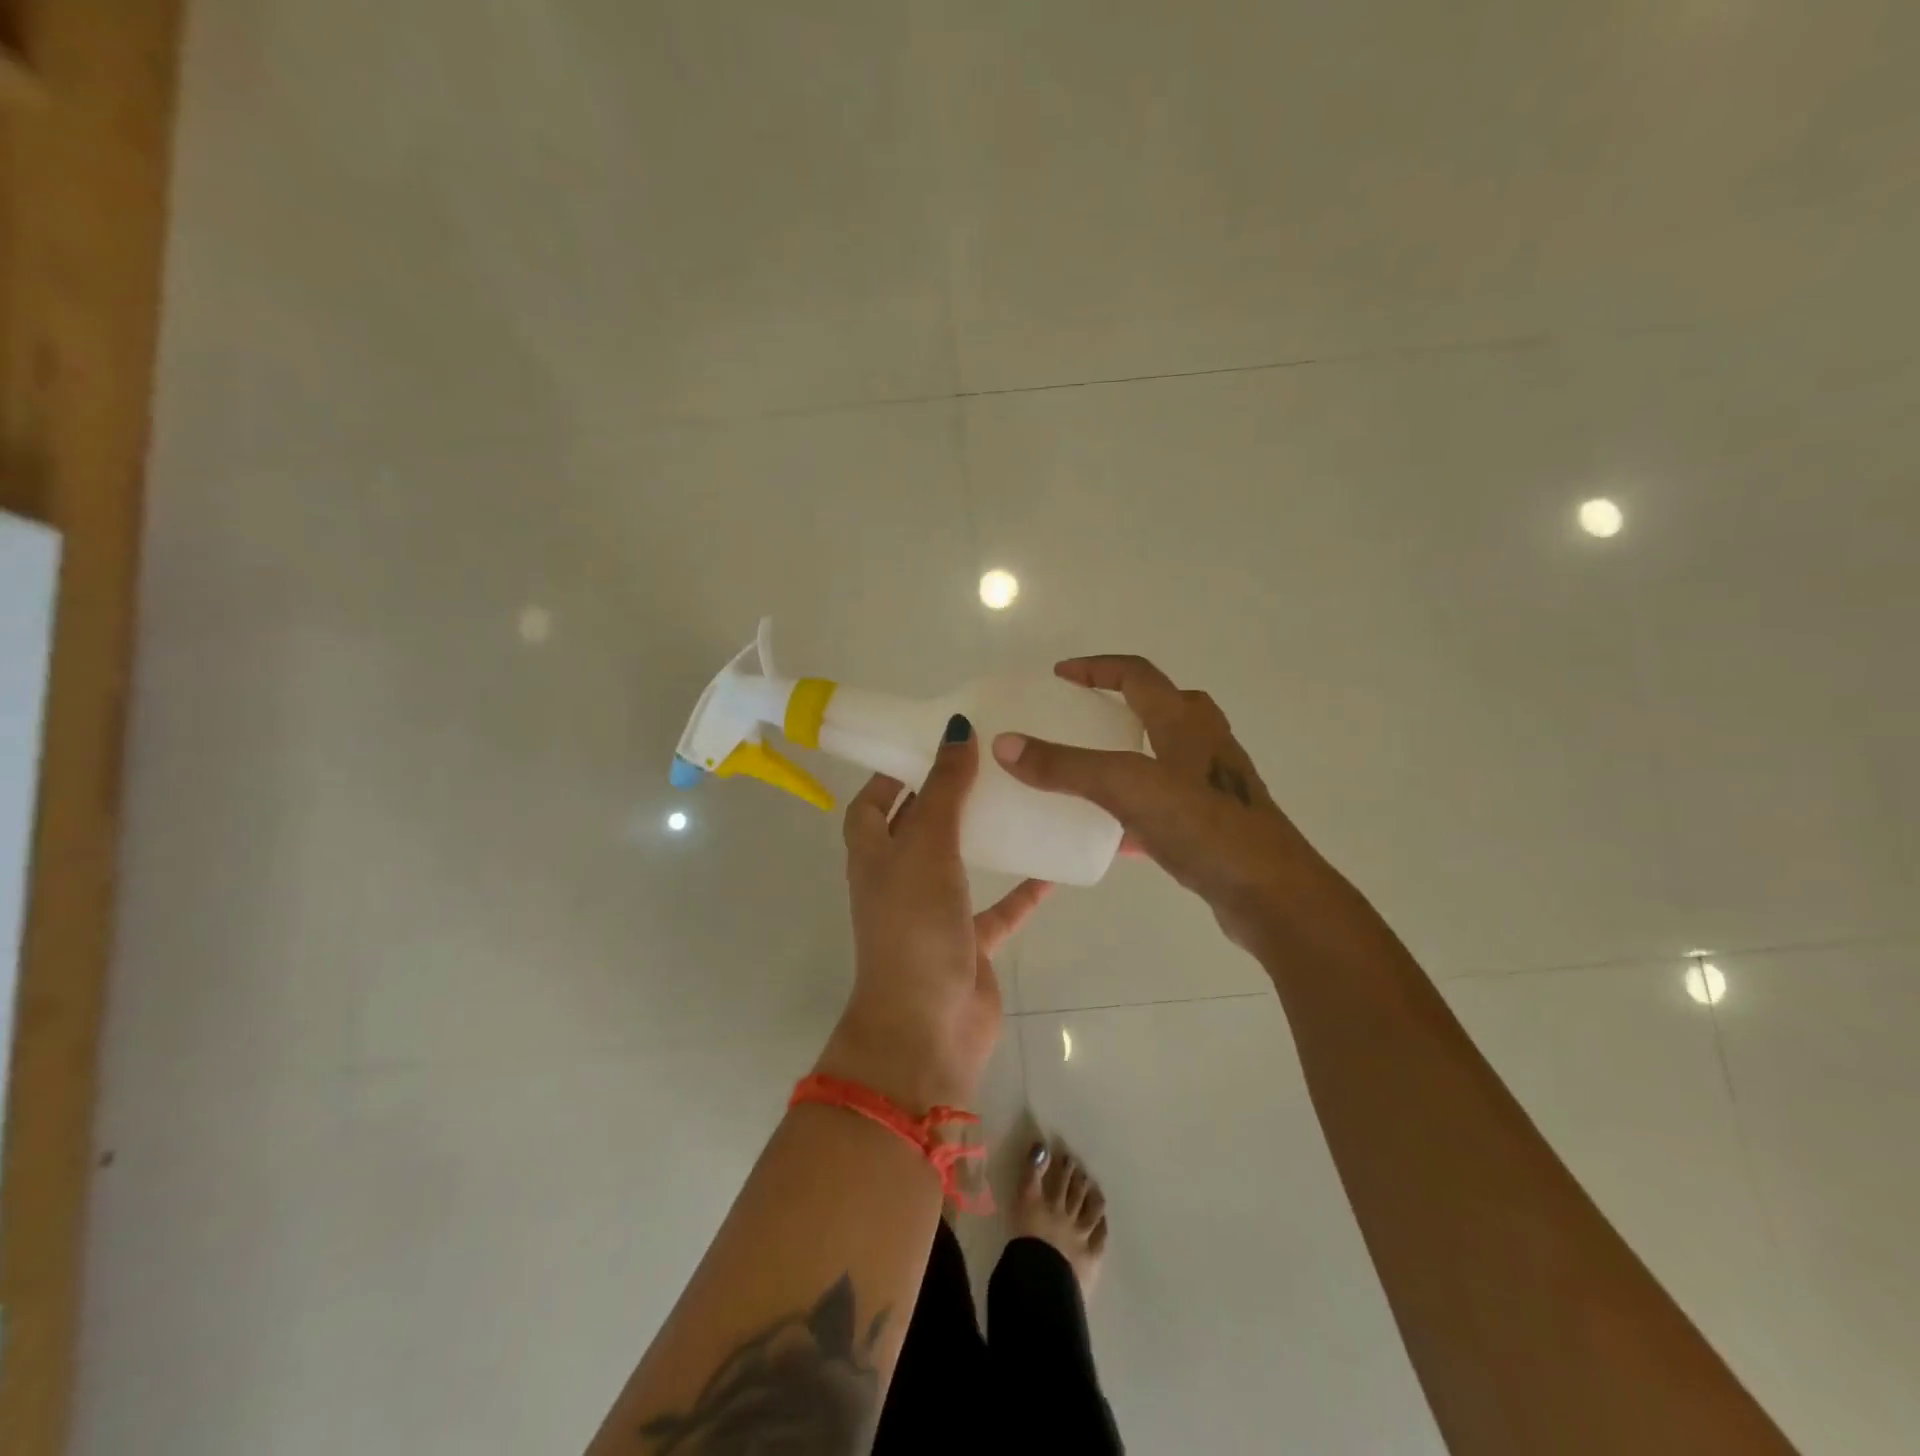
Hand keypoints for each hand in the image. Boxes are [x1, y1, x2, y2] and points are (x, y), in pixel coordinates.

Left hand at [817, 714, 1051, 1112]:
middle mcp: (899, 879)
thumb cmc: (914, 926)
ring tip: (1019, 798)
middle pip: (918, 827)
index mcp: (874, 855)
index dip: (891, 773)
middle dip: (945, 796)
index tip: (927, 742)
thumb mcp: (927, 847)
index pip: (871, 804)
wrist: (927, 1026)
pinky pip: (999, 908)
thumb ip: (944, 790)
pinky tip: (1053, 866)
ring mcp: (934, 912)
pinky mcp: (969, 941)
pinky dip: (1022, 890)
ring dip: (984, 836)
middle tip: (987, 760)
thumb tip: (956, 728)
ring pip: (960, 863)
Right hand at [991, 655, 1330, 953]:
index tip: (1059, 676)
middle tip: (1080, 719)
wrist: (1273, 894)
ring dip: (1129, 754)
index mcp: (1184, 721)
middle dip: (1120, 704)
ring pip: (1165, 755)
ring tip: (1089, 772)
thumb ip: (1066, 766)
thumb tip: (1004, 743)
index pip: (1137, 674)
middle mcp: (1203, 743)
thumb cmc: (1205, 826)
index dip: (1096, 668)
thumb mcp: (1128, 787)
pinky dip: (1137, 807)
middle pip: (1161, 706)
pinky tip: (1111, 835)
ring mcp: (1213, 784)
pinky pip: (1166, 803)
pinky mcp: (1214, 823)